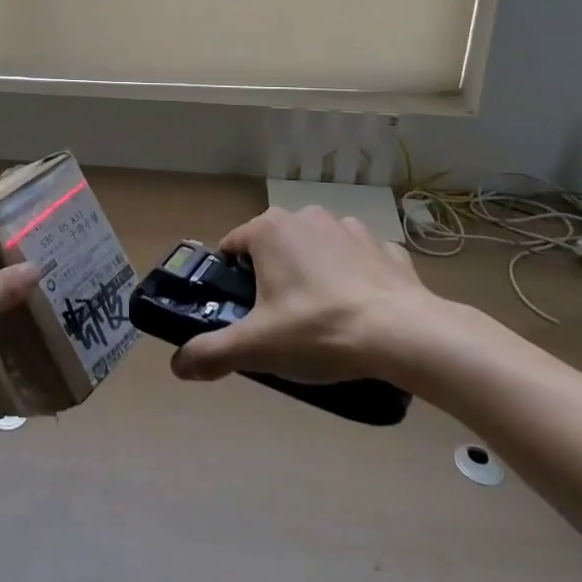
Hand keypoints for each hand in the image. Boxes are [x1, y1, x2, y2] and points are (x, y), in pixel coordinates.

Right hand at [172, 205, 460, 388]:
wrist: (404, 335)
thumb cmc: (319, 330)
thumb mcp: (257, 347)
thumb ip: (211, 353)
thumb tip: (177, 366)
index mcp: (269, 229)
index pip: (232, 247)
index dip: (231, 280)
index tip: (243, 313)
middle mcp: (305, 216)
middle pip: (275, 248)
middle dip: (274, 278)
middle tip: (282, 324)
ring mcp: (349, 227)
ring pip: (317, 250)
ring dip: (315, 275)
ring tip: (325, 320)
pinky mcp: (385, 246)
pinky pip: (358, 260)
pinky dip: (355, 280)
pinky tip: (362, 313)